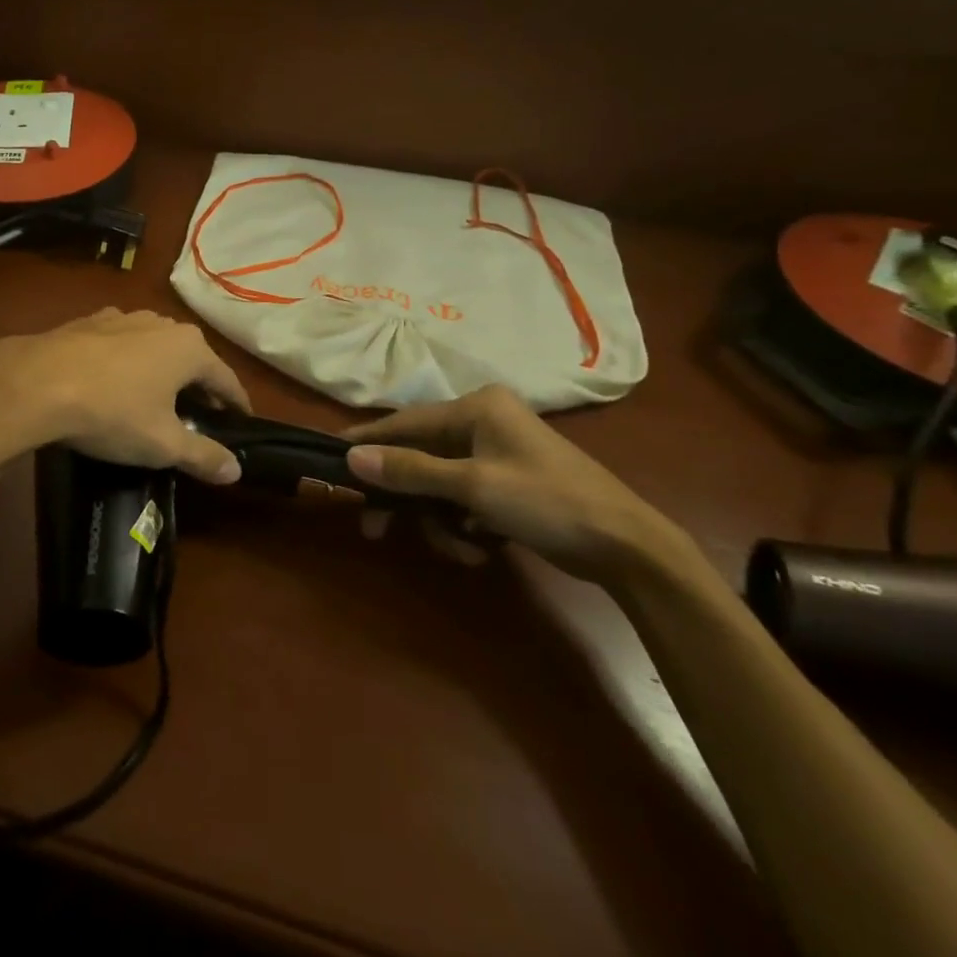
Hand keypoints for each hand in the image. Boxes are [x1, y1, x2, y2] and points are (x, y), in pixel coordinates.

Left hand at [0, 309, 250, 483]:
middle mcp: (162, 323)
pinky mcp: (88, 321)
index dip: (236, 405)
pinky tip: (113, 382)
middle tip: (199, 416)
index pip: (226, 379)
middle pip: (192, 359)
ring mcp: (123, 317)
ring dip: (161, 372)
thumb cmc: (112, 412)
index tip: (241, 422)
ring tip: (156, 399)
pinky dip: (127, 363)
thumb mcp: (163, 444)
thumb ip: (204, 456)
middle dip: (198, 387)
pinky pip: (121, 344)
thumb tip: (236, 470)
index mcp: (189, 348)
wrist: (36, 383)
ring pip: (155, 348)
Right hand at [344, 386, 689, 584]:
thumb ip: (410, 470)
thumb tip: (352, 457)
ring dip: (439, 519)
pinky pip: (463, 498)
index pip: (405, 421)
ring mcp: (497, 453)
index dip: (368, 441)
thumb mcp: (473, 486)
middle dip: (407, 497)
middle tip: (376, 529)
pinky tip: (479, 549)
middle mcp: (483, 421)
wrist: (627, 547)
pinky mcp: (507, 483)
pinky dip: (462, 524)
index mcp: (477, 407)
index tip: (330, 456)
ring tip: (459, 548)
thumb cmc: (548, 502)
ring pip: (440, 484)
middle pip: (421, 456)